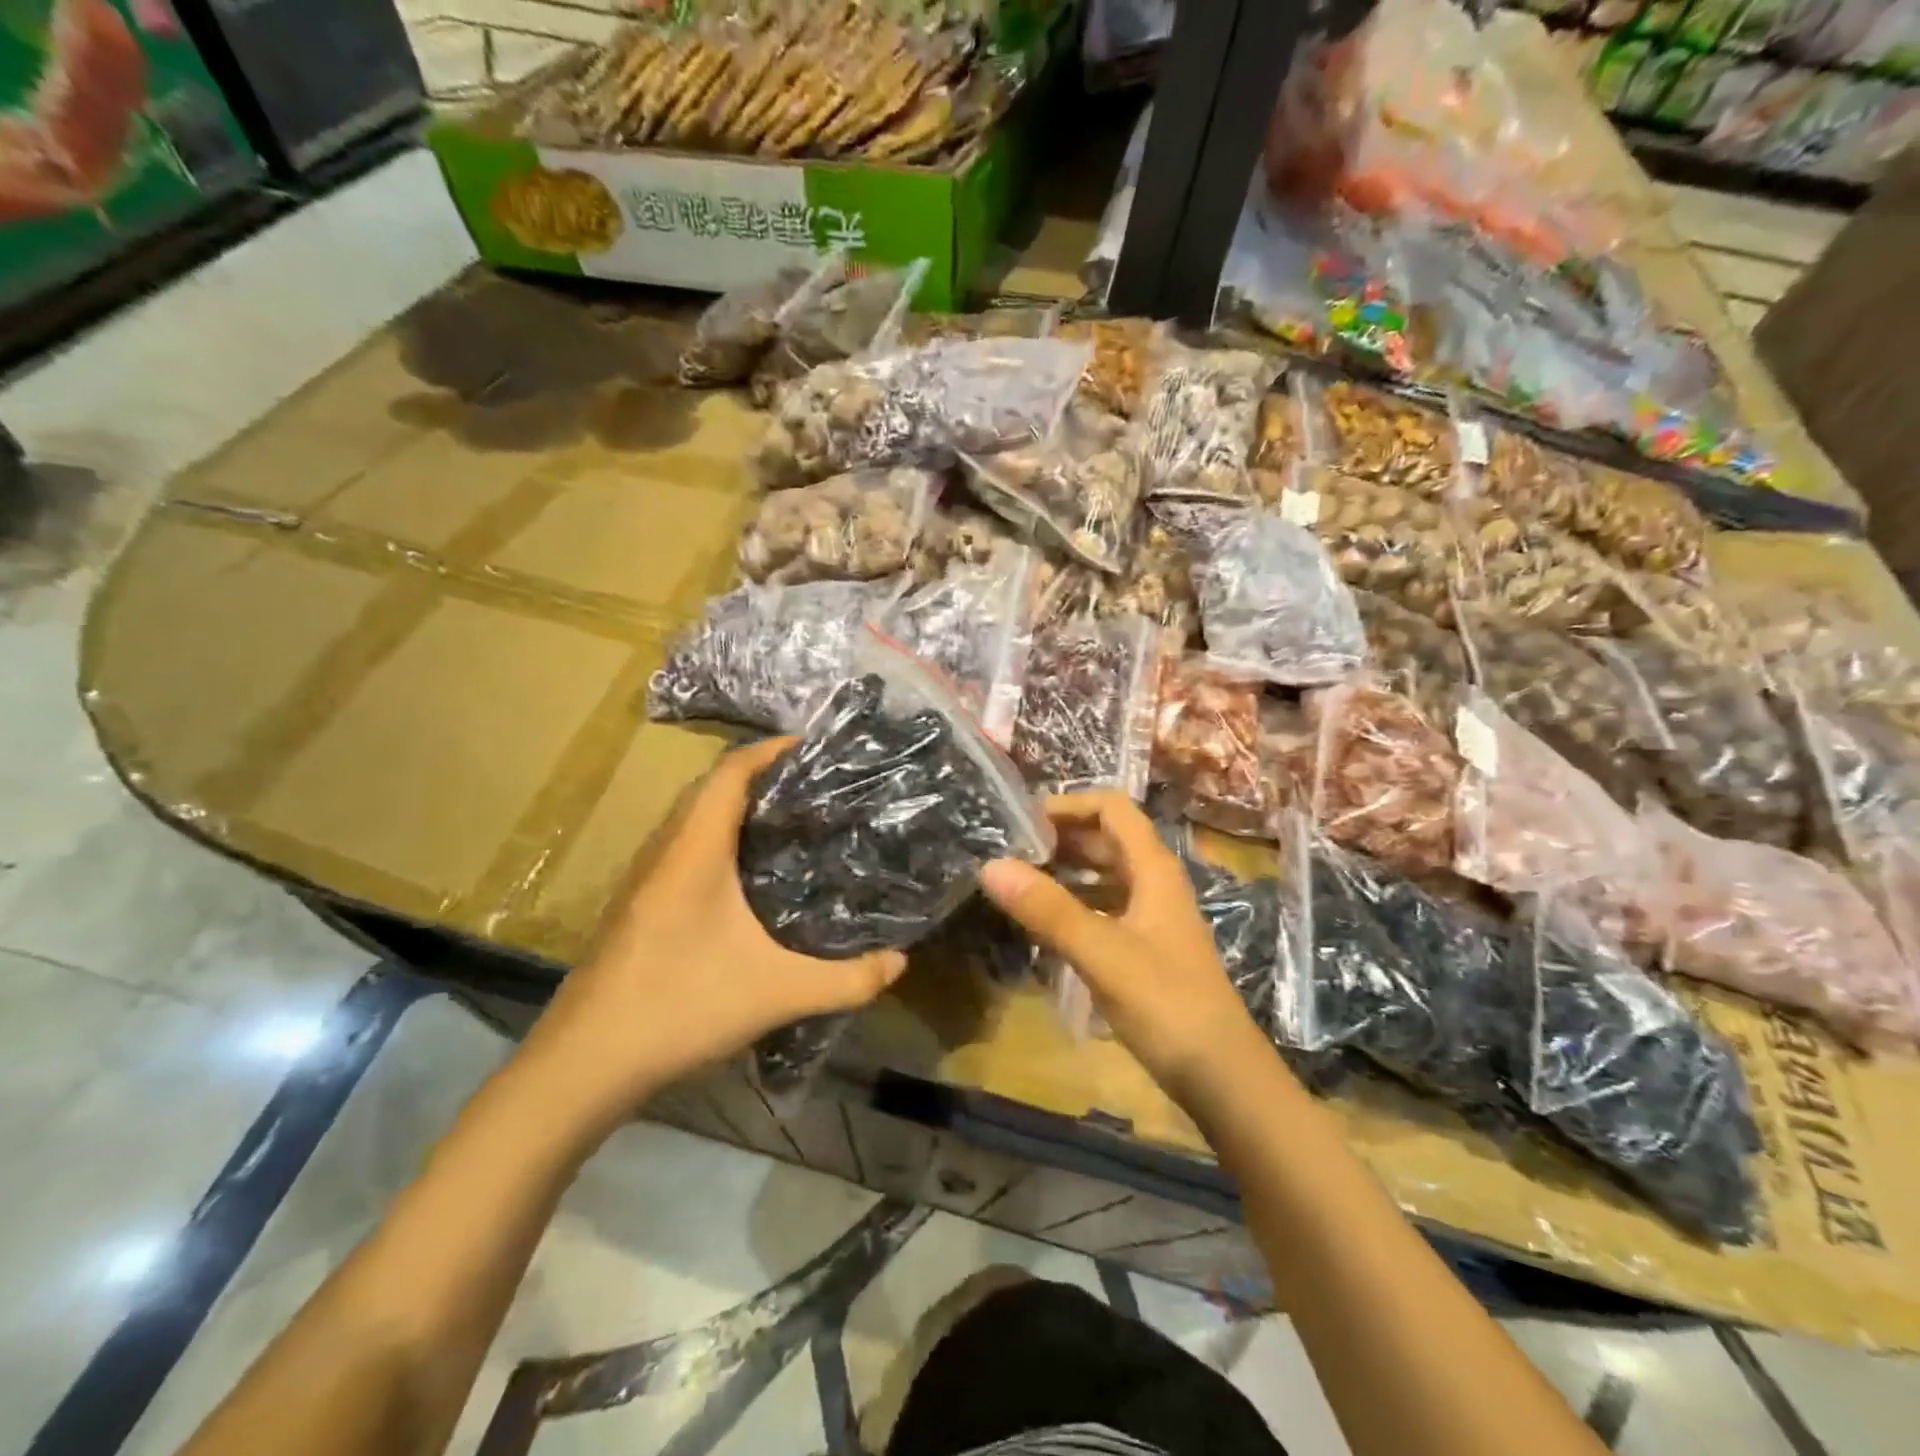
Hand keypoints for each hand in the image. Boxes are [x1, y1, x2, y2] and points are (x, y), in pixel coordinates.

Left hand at [518, 737, 906, 1134]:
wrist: (584, 1061)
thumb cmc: (680, 1005)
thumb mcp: (777, 992)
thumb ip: (846, 980)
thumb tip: (900, 962)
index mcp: (694, 848)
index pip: (731, 770)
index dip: (772, 749)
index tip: (816, 747)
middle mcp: (664, 848)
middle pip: (711, 785)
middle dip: (761, 773)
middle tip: (815, 785)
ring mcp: (644, 876)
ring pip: (693, 816)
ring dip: (736, 805)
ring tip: (789, 819)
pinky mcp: (637, 902)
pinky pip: (683, 845)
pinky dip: (718, 837)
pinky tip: (747, 874)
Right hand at [979, 791, 1265, 1100]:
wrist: (1221, 1076)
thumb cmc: (1166, 1004)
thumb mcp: (1101, 953)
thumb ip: (1047, 909)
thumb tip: (990, 865)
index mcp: (1153, 869)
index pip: (1112, 808)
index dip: (1069, 804)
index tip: (1022, 821)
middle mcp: (1155, 883)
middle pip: (1107, 839)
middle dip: (1061, 837)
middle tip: (1009, 851)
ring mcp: (1152, 917)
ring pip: (1105, 875)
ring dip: (1066, 871)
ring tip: (1018, 882)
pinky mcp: (1146, 949)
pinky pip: (1104, 909)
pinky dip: (1074, 905)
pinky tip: (1043, 924)